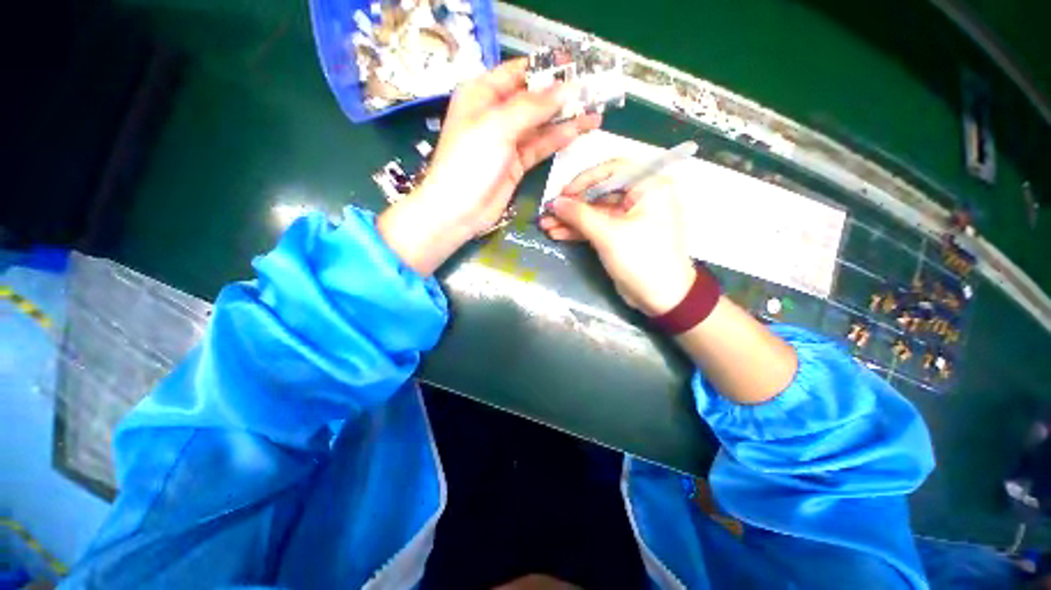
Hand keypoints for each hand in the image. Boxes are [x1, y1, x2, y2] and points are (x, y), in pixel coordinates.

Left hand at [378, 59, 601, 274]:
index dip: (545, 68)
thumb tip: (565, 88)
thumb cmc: (470, 163)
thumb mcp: (498, 127)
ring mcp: (507, 141)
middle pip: (532, 98)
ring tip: (594, 112)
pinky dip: (557, 139)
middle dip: (560, 95)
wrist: (459, 211)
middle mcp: (495, 114)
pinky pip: (540, 146)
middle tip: (592, 91)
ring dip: (565, 119)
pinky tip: (578, 131)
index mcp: (481, 94)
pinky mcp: (517, 164)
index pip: (518, 72)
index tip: (575, 67)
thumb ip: (532, 107)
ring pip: (540, 124)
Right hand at [539, 159, 694, 315]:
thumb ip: (579, 215)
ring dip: (571, 219)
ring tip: (546, 225)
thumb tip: (554, 202)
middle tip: (548, 212)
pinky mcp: (620, 235)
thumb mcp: (609, 235)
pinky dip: (578, 231)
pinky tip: (557, 233)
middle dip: (572, 205)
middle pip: (599, 193)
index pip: (612, 170)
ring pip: (595, 212)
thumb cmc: (641, 260)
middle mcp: (641, 197)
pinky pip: (597, 227)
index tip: (562, 194)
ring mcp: (629, 218)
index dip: (584, 180)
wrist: (661, 298)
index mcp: (649, 187)